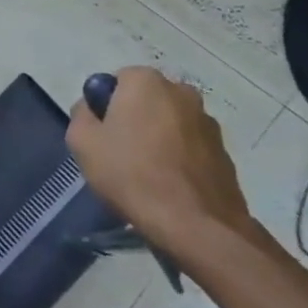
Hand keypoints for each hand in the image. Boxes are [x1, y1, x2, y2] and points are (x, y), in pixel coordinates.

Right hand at [66, 67, 251, 253]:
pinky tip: (171, 186)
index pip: (117, 81)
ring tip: (148, 173)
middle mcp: (182, 92)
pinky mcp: (225, 153)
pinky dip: (180, 158)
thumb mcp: (82, 142)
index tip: (102, 135)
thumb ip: (81, 114)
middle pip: (146, 100)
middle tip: (121, 153)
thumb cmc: (131, 175)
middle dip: (134, 118)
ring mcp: (208, 123)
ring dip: (159, 138)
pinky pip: (191, 147)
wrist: (197, 226)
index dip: (105, 106)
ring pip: (171, 123)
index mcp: (146, 82)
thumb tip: (92, 110)